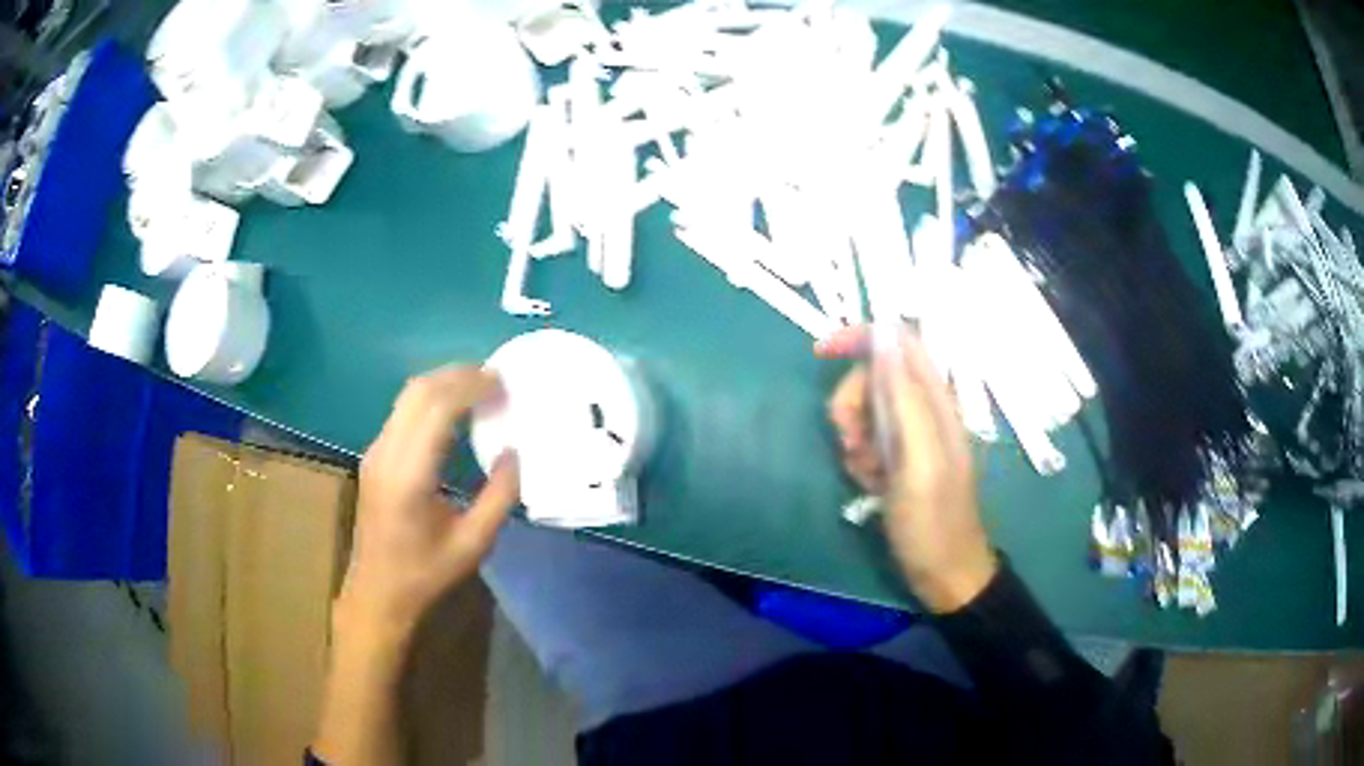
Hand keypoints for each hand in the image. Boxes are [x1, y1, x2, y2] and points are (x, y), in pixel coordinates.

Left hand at [337, 367, 518, 643]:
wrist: (378, 592)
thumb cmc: (426, 574)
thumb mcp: (473, 543)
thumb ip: (499, 497)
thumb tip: (515, 453)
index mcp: (409, 476)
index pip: (436, 409)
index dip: (470, 387)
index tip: (503, 383)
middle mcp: (386, 454)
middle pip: (418, 391)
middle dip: (458, 375)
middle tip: (495, 379)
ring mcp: (375, 452)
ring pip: (407, 397)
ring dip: (443, 383)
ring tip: (479, 388)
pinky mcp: (374, 456)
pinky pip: (402, 411)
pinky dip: (431, 398)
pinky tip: (453, 409)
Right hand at [816, 326, 996, 612]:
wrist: (944, 572)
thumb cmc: (933, 521)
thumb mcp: (920, 460)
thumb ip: (906, 398)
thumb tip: (886, 339)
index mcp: (937, 400)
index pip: (899, 341)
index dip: (860, 337)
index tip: (820, 353)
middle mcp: (925, 409)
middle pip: (875, 375)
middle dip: (852, 401)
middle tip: (851, 442)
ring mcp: (912, 435)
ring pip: (867, 408)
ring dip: (854, 435)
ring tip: (865, 471)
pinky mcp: (900, 458)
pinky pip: (867, 440)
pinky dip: (860, 457)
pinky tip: (871, 484)